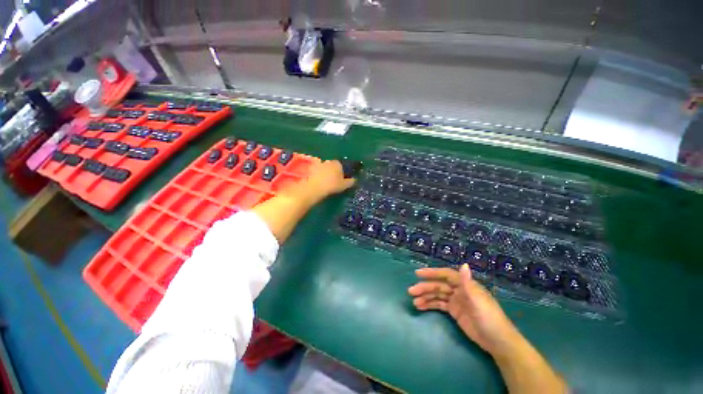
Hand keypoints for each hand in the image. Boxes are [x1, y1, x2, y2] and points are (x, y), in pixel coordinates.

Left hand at [300, 160, 356, 201]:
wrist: (314, 187)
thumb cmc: (332, 185)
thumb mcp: (344, 185)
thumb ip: (350, 182)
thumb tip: (355, 180)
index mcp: (337, 163)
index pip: (341, 166)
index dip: (341, 172)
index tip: (340, 179)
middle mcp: (328, 161)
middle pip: (331, 166)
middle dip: (332, 171)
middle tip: (332, 181)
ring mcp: (317, 164)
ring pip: (322, 168)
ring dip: (323, 173)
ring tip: (323, 182)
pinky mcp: (309, 169)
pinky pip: (314, 172)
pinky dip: (315, 175)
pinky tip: (316, 182)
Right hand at [408, 264, 522, 357]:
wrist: (499, 343)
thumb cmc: (490, 319)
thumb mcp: (479, 301)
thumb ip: (468, 284)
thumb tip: (464, 264)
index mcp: (465, 285)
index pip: (445, 275)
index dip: (432, 273)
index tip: (417, 273)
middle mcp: (459, 290)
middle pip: (439, 286)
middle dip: (425, 287)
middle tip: (411, 291)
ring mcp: (457, 301)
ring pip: (437, 296)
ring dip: (425, 297)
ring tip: (414, 302)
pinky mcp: (455, 312)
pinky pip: (439, 305)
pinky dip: (430, 305)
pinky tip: (421, 307)